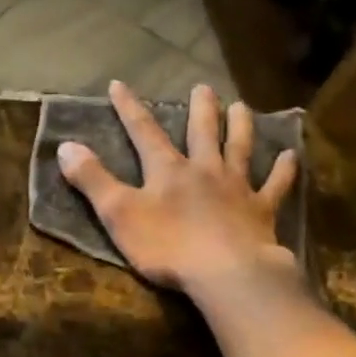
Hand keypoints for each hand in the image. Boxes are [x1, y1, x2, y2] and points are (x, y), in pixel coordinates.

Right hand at [58, 81, 299, 295]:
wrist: (225, 272)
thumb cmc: (167, 245)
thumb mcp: (118, 214)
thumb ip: (92, 180)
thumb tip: (65, 145)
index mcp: (167, 170)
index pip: (143, 131)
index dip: (130, 108)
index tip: (120, 85)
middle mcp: (204, 170)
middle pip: (202, 132)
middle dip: (200, 109)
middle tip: (204, 87)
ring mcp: (236, 188)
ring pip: (239, 148)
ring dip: (240, 126)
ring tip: (241, 106)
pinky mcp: (261, 211)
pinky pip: (275, 185)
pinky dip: (283, 170)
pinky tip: (290, 155)